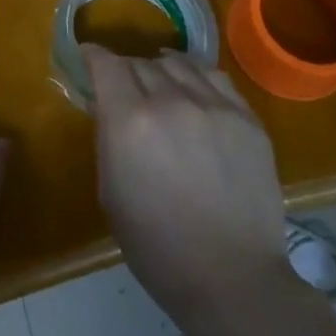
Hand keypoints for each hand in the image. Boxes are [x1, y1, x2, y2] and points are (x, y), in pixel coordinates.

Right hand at [85, 45, 289, 326]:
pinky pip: (215, 77)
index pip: (107, 64)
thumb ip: (106, 138)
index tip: (88, 58)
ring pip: (178, 64)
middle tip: (123, 87)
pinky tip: (192, 85)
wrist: (232, 279)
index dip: (94, 56)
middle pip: (140, 62)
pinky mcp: (247, 118)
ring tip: (158, 80)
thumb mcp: (110, 192)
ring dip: (160, 68)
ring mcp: (214, 106)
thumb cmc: (157, 247)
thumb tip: (105, 105)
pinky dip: (195, 74)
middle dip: (125, 70)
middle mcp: (171, 101)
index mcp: (130, 121)